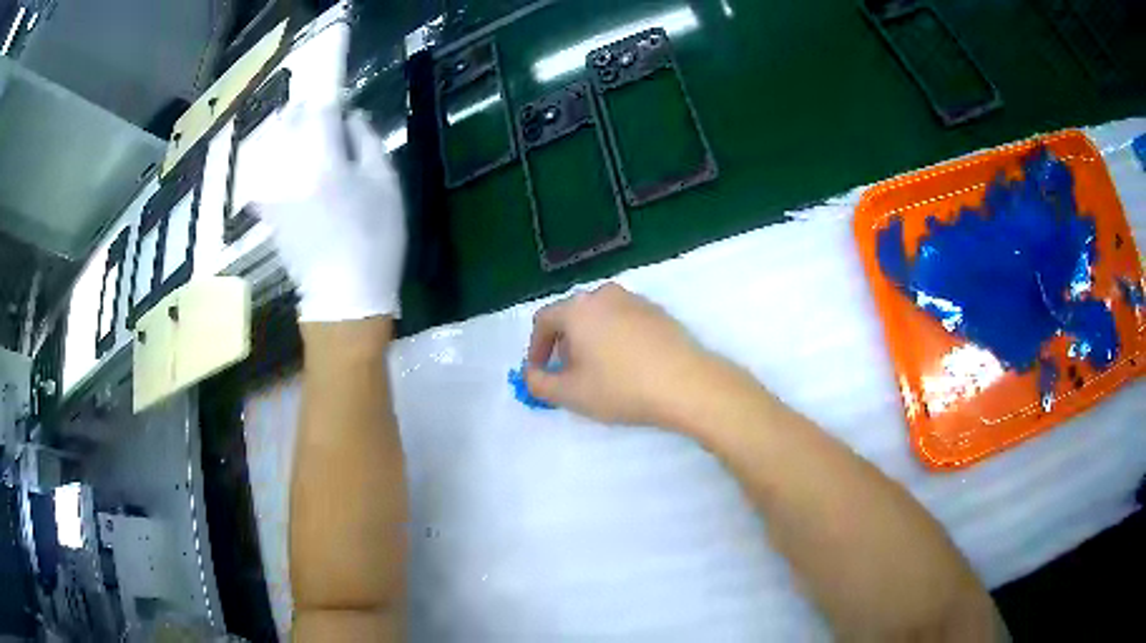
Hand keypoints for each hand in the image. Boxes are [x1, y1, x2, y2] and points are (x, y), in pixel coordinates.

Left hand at [250, 103, 405, 321]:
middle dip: (304, 111)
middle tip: (317, 110)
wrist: (343, 298)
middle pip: (290, 124)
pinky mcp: (267, 213)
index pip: (321, 110)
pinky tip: (283, 165)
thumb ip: (367, 142)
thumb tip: (352, 116)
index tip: (340, 96)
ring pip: (272, 146)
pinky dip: (271, 162)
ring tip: (298, 129)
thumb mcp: (386, 186)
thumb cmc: (375, 240)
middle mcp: (291, 171)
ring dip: (286, 132)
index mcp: (325, 161)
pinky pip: (263, 175)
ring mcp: (274, 193)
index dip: (330, 97)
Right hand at [525, 283, 726, 428]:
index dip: (537, 348)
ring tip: (599, 372)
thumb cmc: (622, 388)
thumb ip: (539, 383)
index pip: (544, 320)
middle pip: (573, 316)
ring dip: (590, 341)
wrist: (687, 384)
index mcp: (578, 308)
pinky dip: (615, 339)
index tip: (541, 372)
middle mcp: (605, 295)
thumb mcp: (570, 394)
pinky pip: (624, 321)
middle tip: (569, 374)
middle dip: (564, 345)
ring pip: (600, 318)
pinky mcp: (659, 312)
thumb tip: (532, 374)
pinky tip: (627, 366)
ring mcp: (636, 301)